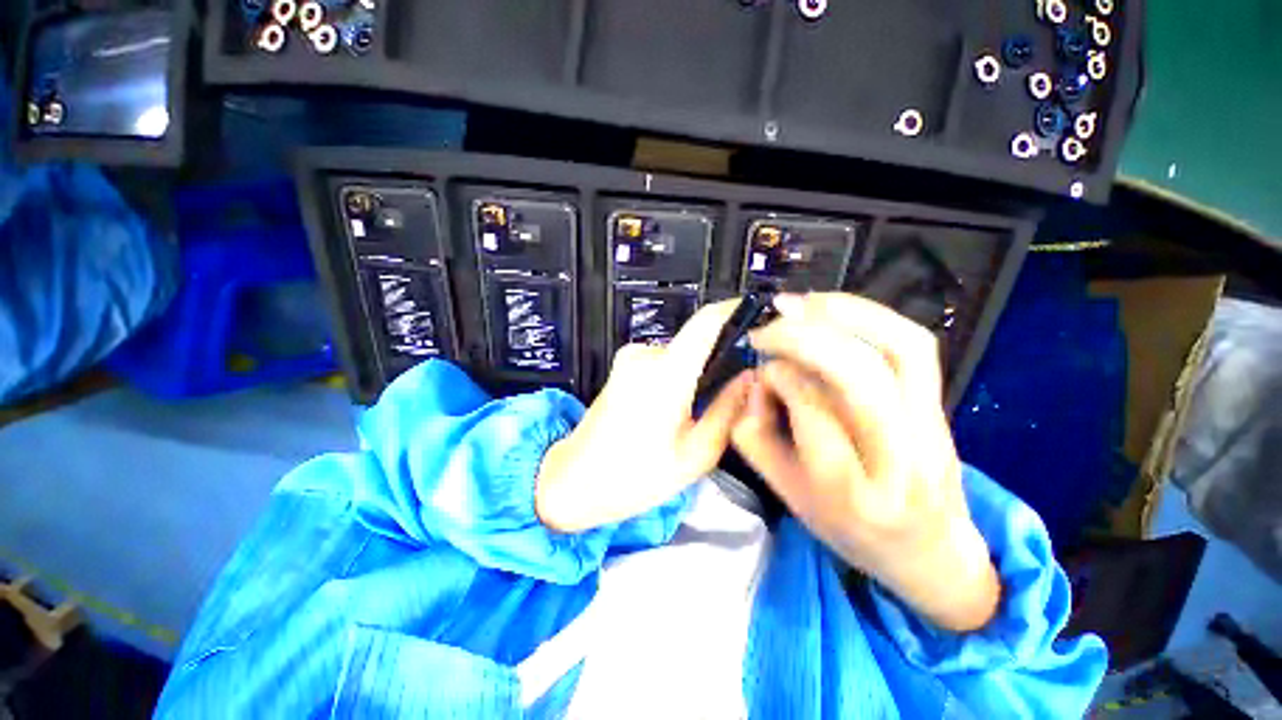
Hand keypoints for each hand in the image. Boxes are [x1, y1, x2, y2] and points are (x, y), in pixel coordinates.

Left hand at [535, 301, 751, 533]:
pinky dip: (678, 378)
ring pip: (681, 355)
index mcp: (666, 372)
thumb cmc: (637, 475)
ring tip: (700, 412)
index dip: (735, 311)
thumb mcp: (696, 453)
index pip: (706, 322)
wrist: (575, 479)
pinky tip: (676, 410)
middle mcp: (646, 353)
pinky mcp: (623, 365)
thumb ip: (728, 409)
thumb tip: (751, 376)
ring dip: (697, 374)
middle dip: (720, 360)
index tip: (760, 318)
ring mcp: (630, 357)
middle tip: (736, 395)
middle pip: (697, 341)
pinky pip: (663, 362)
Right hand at [732, 293, 998, 631]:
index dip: (777, 376)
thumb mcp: (785, 492)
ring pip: (896, 348)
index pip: (811, 408)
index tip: (759, 370)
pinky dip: (872, 314)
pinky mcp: (942, 405)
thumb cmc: (845, 526)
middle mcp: (900, 456)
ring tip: (796, 305)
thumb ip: (755, 435)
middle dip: (802, 338)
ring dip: (840, 313)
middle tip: (766, 329)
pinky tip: (834, 308)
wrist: (927, 549)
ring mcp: (932, 426)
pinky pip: (914, 344)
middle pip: (857, 373)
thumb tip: (759, 376)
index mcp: (850, 490)